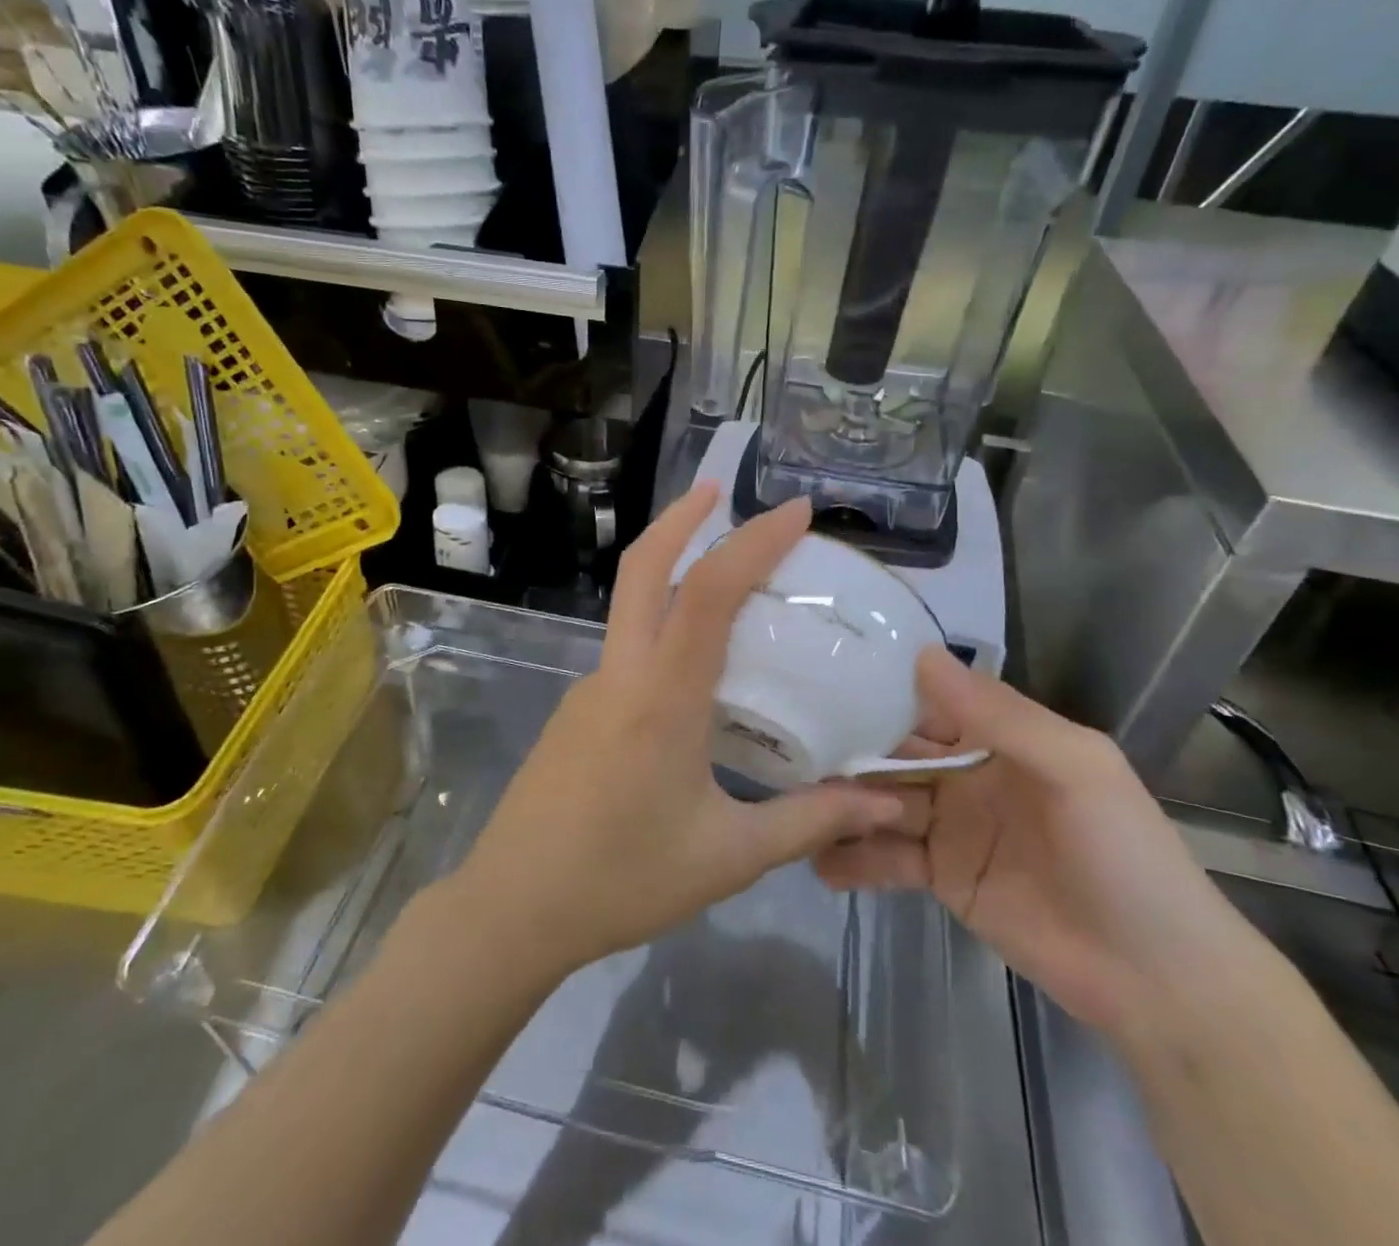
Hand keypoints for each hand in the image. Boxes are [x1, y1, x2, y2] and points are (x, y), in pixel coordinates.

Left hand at [450, 485, 908, 982]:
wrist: (513, 907)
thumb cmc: (623, 880)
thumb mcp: (729, 855)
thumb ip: (811, 822)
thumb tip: (885, 805)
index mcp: (662, 696)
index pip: (708, 591)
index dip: (753, 541)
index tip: (796, 510)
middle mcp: (621, 673)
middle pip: (643, 567)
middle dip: (682, 517)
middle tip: (721, 490)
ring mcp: (590, 687)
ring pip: (630, 604)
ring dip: (670, 569)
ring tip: (728, 576)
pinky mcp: (577, 709)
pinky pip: (627, 648)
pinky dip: (662, 624)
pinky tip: (695, 666)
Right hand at [815, 651, 1257, 1038]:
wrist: (1160, 982)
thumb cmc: (1125, 857)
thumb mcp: (1075, 769)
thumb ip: (999, 715)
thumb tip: (921, 655)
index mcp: (1002, 738)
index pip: (929, 703)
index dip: (881, 692)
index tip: (824, 679)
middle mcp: (969, 773)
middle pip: (897, 752)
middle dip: (850, 749)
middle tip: (790, 746)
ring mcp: (952, 827)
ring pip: (884, 801)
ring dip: (843, 802)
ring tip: (795, 804)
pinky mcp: (941, 878)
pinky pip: (888, 859)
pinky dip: (854, 859)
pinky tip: (818, 861)